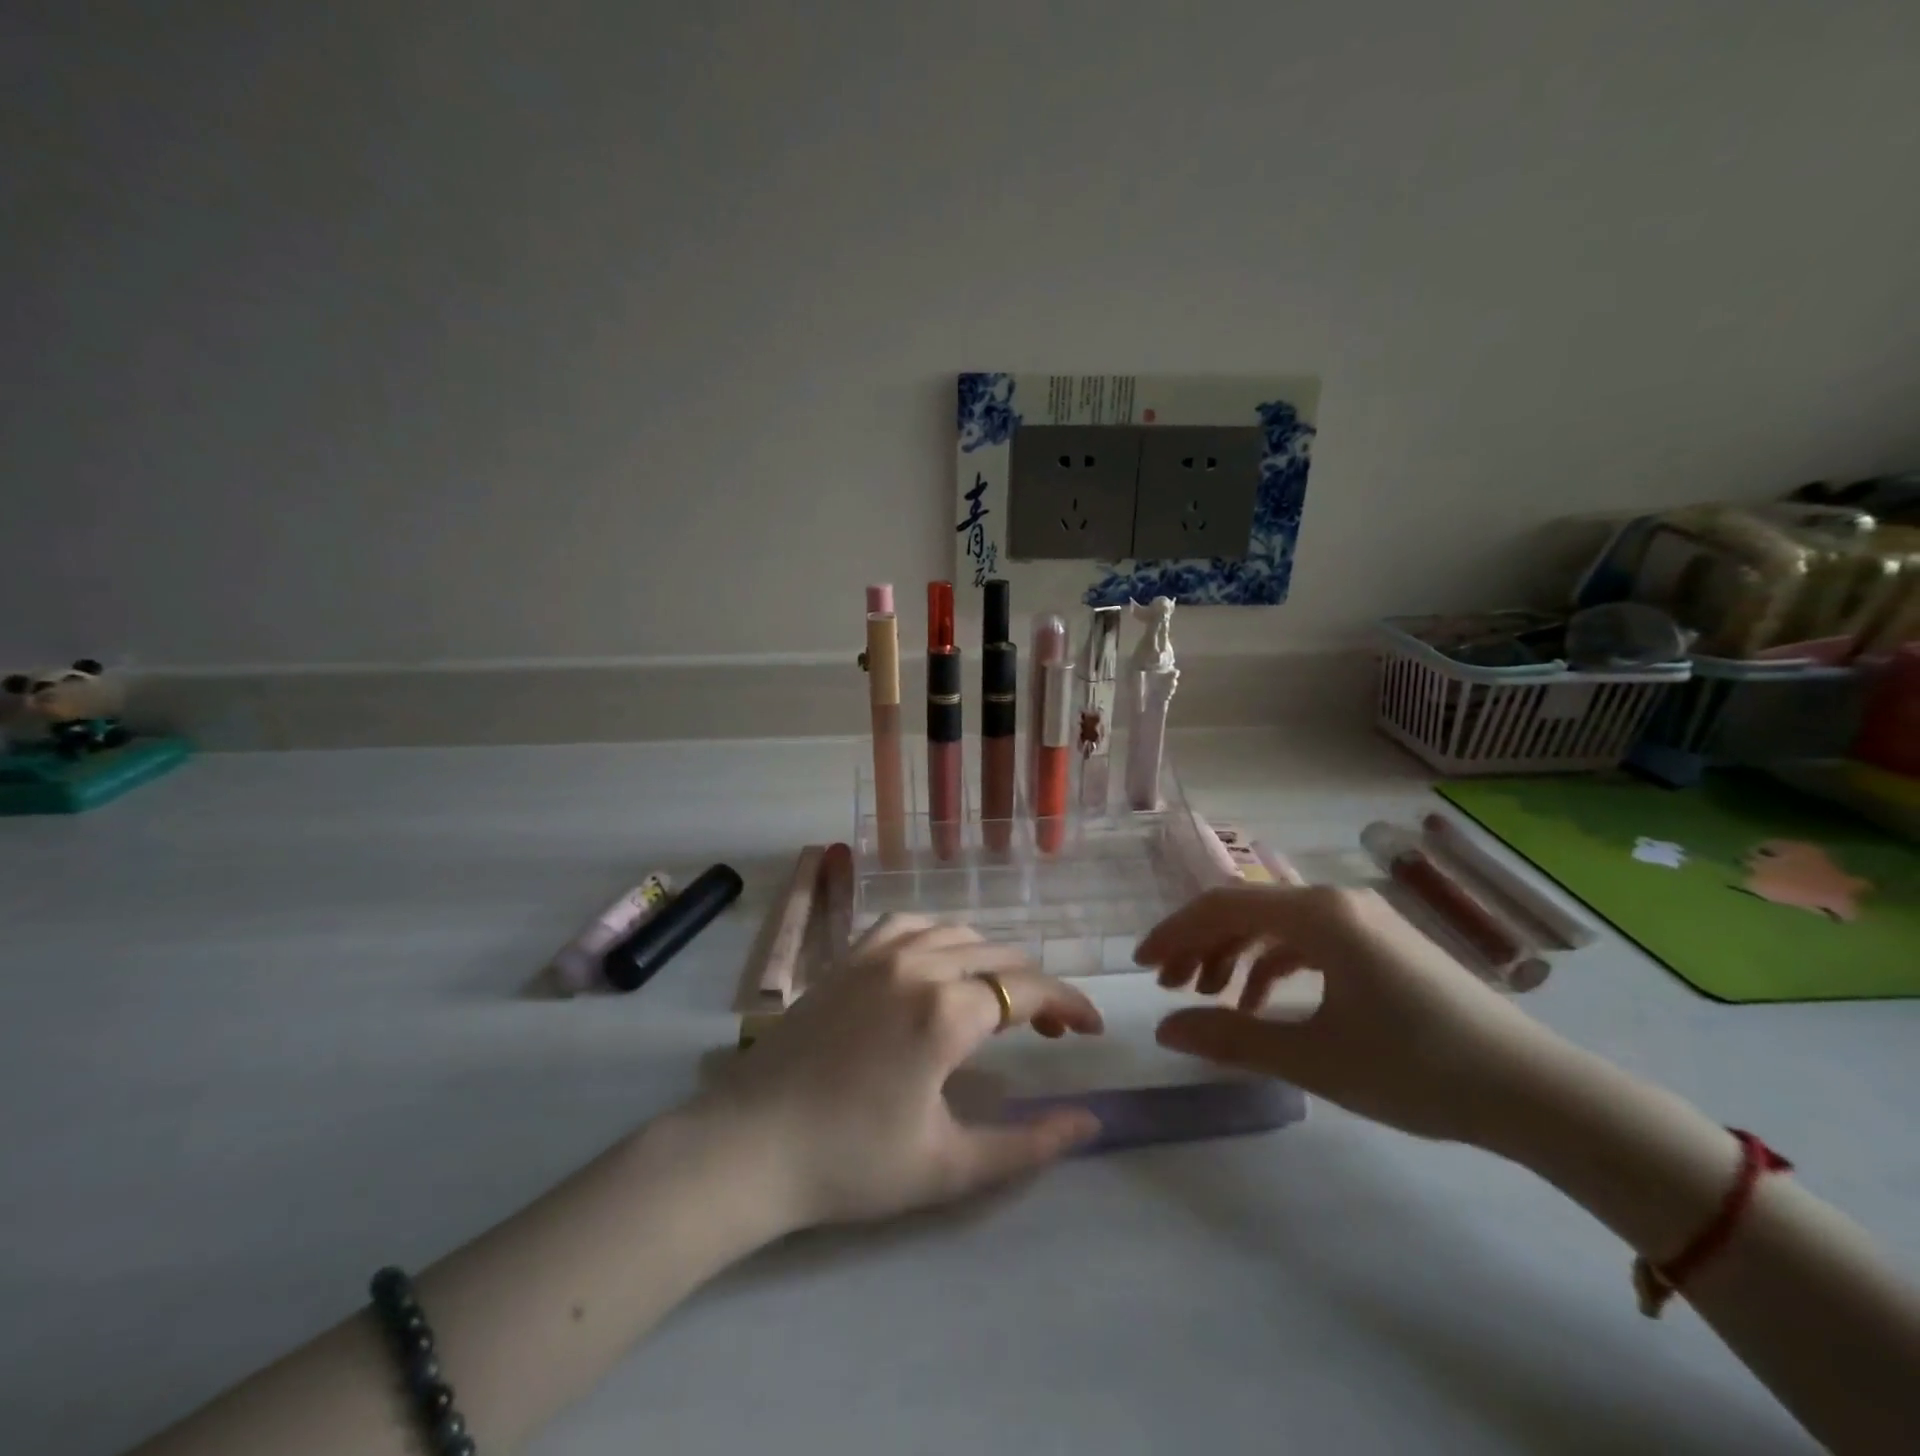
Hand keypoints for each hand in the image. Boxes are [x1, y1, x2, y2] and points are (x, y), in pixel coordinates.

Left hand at [698, 915, 1104, 1229]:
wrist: (750, 1146)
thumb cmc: (851, 1163)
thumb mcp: (949, 1167)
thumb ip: (1028, 1144)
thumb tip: (1090, 1121)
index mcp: (946, 1011)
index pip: (1030, 991)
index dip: (1070, 1005)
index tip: (1092, 1029)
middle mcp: (918, 964)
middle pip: (1000, 956)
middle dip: (1036, 987)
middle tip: (1051, 1030)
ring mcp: (878, 952)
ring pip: (958, 933)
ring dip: (992, 960)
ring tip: (1000, 999)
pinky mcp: (849, 955)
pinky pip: (910, 923)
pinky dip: (941, 936)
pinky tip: (941, 963)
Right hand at [1137, 885, 1576, 1145]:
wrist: (1537, 1094)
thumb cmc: (1417, 1068)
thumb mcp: (1313, 1057)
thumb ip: (1231, 1038)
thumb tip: (1164, 1029)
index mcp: (1318, 914)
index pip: (1223, 906)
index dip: (1175, 932)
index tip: (1142, 965)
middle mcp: (1336, 902)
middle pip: (1246, 910)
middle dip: (1200, 946)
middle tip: (1169, 988)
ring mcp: (1362, 920)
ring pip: (1275, 925)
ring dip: (1234, 955)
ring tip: (1209, 999)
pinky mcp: (1381, 944)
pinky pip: (1308, 941)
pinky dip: (1274, 965)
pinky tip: (1263, 1003)